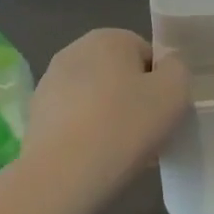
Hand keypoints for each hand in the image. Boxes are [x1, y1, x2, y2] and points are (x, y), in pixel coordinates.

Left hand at [25, 29, 189, 193]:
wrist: (62, 175)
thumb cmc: (125, 125)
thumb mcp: (175, 91)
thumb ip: (177, 68)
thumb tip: (165, 66)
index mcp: (108, 38)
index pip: (147, 54)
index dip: (160, 85)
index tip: (163, 114)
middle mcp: (74, 50)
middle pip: (119, 75)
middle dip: (133, 100)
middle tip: (146, 134)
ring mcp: (49, 83)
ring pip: (96, 99)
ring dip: (110, 118)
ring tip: (121, 153)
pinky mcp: (35, 116)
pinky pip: (74, 120)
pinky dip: (86, 135)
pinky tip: (95, 160)